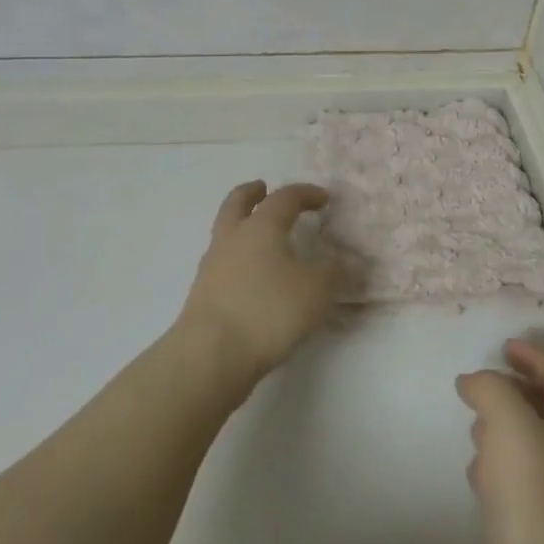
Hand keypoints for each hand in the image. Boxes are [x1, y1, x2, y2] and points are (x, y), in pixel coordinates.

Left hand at [177, 180, 344, 392]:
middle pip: (238, 203)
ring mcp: (213, 265)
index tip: (323, 198)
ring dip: (242, 225)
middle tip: (263, 188)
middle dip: (253, 193)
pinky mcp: (203, 293)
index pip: (284, 198)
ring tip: (261, 236)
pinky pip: (223, 262)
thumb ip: (333, 271)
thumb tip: (341, 259)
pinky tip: (252, 275)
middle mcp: (233, 238)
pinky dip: (238, 257)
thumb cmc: (268, 311)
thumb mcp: (316, 290)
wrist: (211, 354)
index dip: (306, 194)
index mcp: (261, 227)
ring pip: (226, 231)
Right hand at [457, 340, 543, 543]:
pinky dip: (494, 465)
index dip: (536, 356)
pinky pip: (514, 479)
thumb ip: (489, 387)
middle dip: (517, 390)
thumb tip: (473, 382)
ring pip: (529, 443)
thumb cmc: (531, 490)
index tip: (504, 346)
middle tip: (484, 384)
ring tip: (476, 424)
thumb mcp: (508, 419)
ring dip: (503, 426)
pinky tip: (476, 474)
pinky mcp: (531, 524)